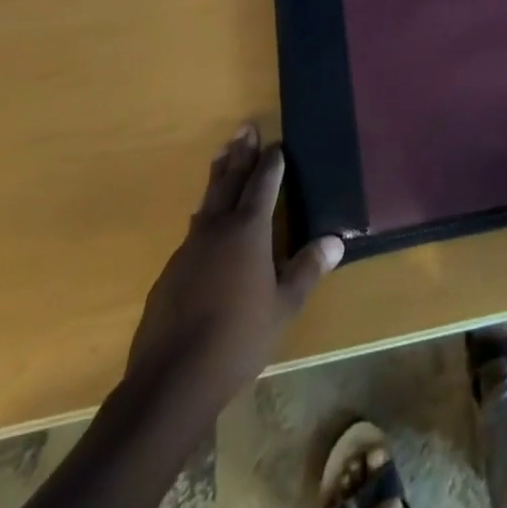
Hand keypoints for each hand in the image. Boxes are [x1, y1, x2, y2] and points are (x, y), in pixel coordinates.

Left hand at [126, 124, 342, 404]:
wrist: (170, 380)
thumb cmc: (237, 339)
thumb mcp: (283, 306)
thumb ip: (307, 269)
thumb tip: (336, 239)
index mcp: (248, 230)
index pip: (263, 184)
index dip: (272, 162)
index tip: (277, 143)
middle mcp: (216, 229)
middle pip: (230, 180)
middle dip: (240, 153)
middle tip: (244, 126)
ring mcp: (189, 249)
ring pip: (207, 201)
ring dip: (218, 175)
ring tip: (222, 155)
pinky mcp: (171, 273)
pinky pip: (193, 230)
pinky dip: (205, 214)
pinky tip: (203, 221)